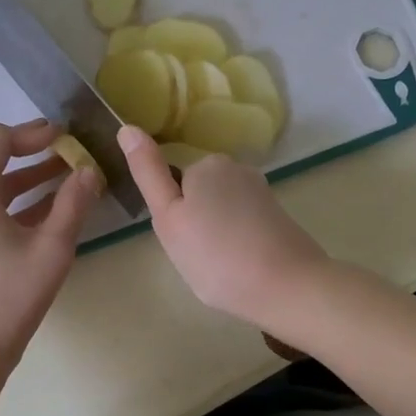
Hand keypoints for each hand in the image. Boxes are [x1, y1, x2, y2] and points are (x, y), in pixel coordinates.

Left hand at [0, 120, 101, 363]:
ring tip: (63, 176)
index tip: (63, 138)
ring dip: (22, 175)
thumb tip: (89, 171)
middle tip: (63, 150)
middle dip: (26, 149)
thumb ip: (73, 204)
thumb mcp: (52, 249)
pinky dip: (12, 198)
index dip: (30, 133)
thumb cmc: (11, 297)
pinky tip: (44, 209)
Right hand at [119, 125, 329, 326]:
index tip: (182, 241)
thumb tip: (127, 128)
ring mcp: (261, 191)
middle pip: (198, 195)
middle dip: (193, 222)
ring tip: (220, 265)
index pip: (173, 184)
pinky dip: (237, 242)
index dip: (172, 216)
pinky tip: (242, 265)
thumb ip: (148, 173)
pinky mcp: (277, 214)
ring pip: (220, 211)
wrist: (288, 287)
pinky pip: (242, 224)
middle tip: (195, 256)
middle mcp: (236, 168)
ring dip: (215, 234)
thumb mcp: (168, 218)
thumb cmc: (216, 256)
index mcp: (206, 164)